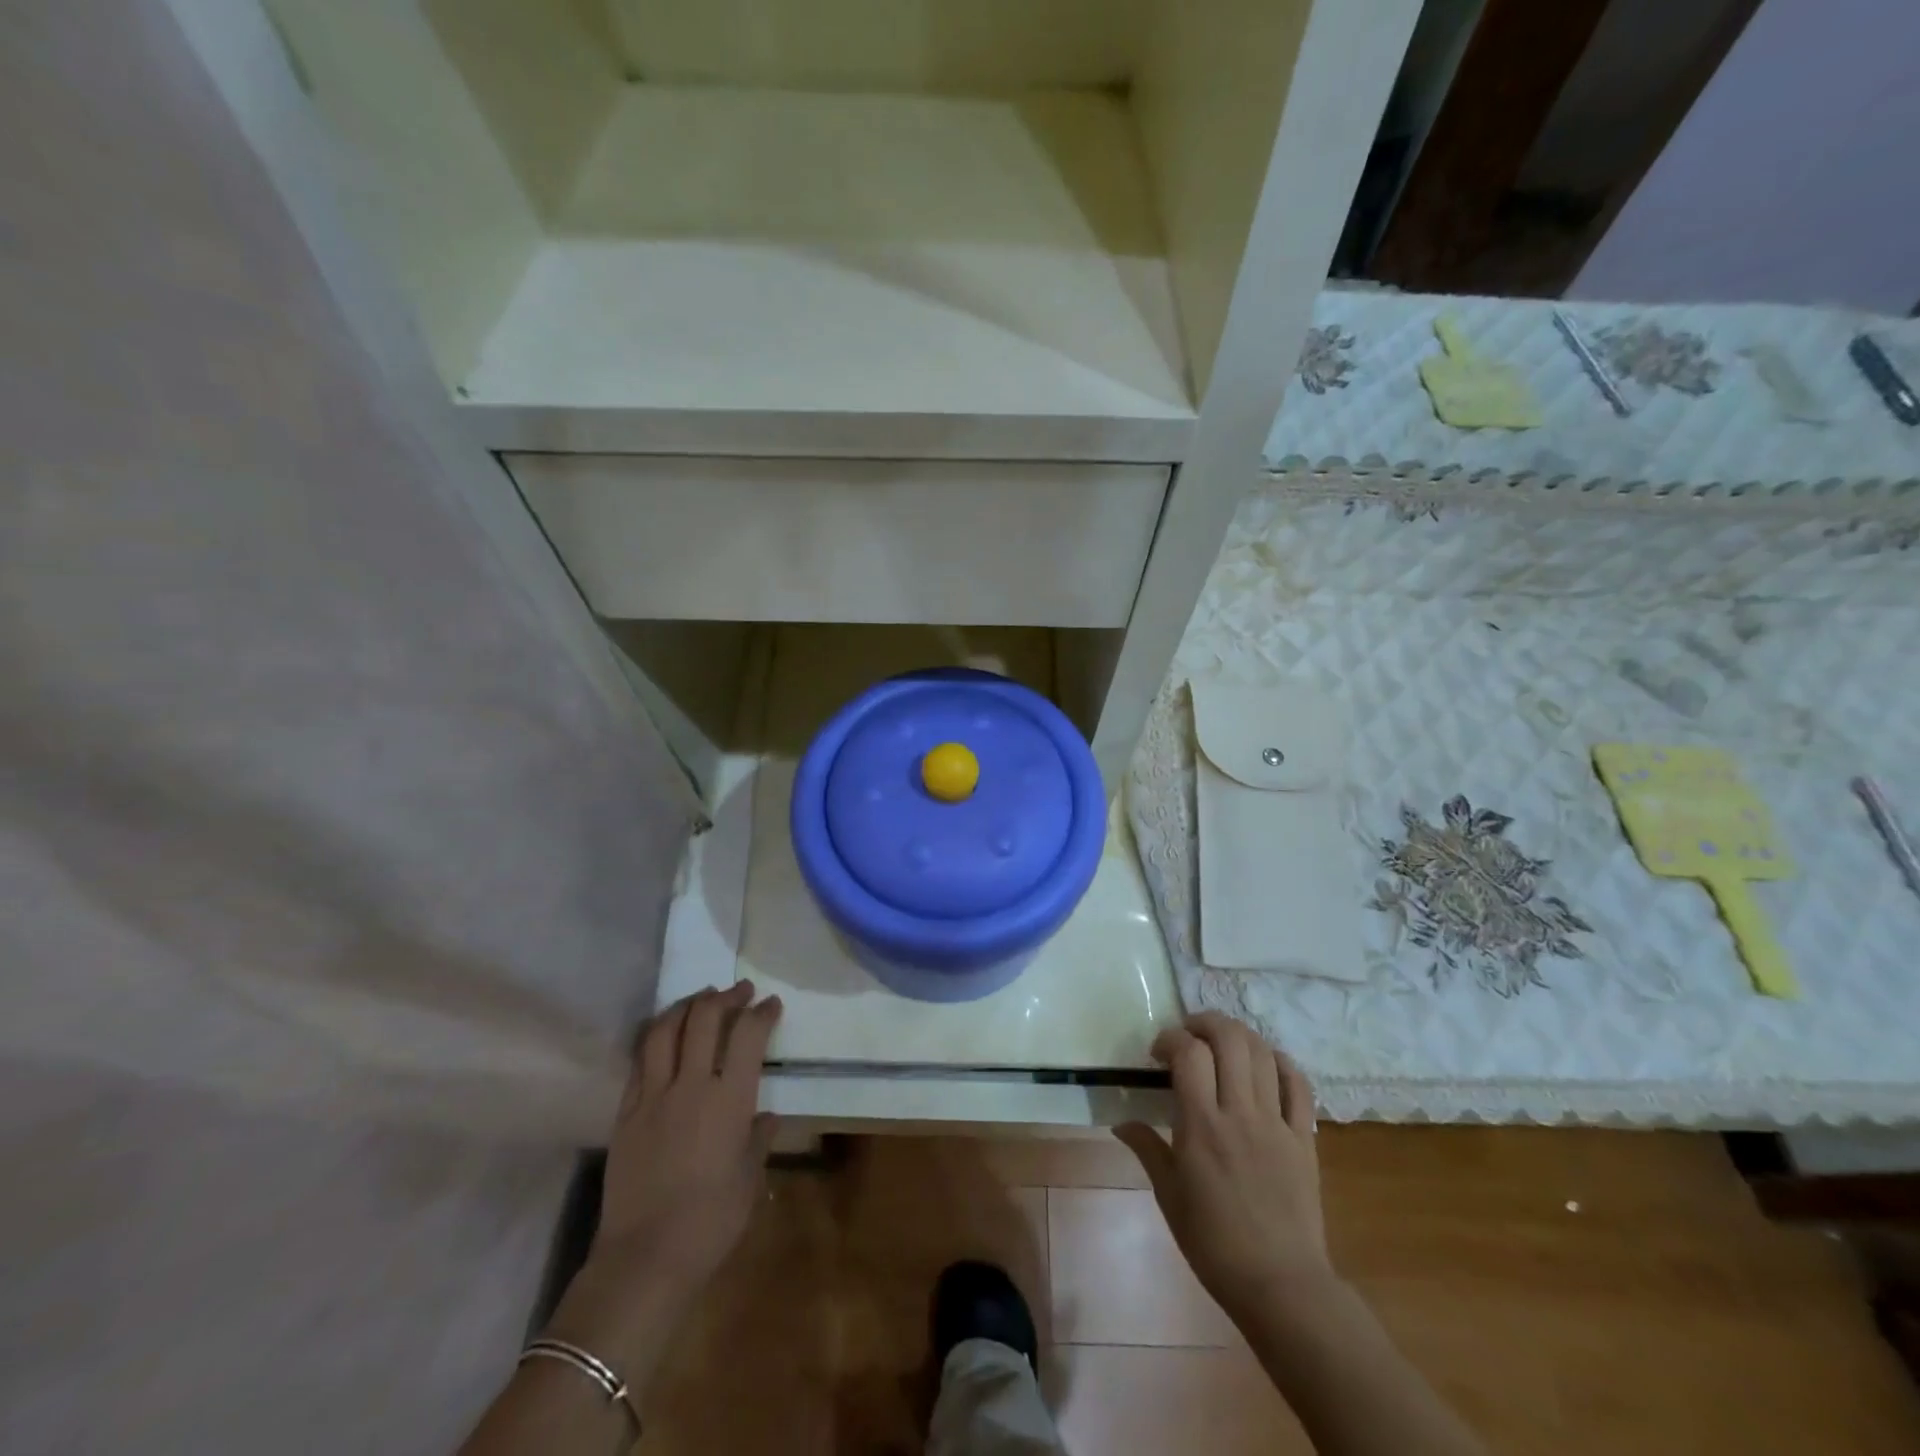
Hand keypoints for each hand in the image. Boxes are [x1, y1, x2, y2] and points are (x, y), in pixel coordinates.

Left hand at [546, 982, 781, 1379]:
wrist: (644, 1259)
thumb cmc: (712, 1222)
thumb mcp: (750, 1179)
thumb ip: (759, 1139)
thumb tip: (766, 1117)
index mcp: (729, 1099)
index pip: (748, 1035)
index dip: (762, 1012)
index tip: (771, 1004)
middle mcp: (691, 1085)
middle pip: (704, 1018)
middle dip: (726, 997)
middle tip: (739, 991)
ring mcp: (652, 1096)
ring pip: (665, 1030)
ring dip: (686, 1005)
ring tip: (701, 999)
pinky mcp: (625, 1112)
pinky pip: (640, 1061)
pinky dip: (656, 1038)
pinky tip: (665, 1036)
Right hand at [1115, 1012, 1333, 1325]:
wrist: (1281, 1285)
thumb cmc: (1215, 1244)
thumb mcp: (1169, 1197)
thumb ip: (1147, 1149)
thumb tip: (1121, 1122)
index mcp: (1202, 1127)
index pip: (1188, 1054)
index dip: (1171, 1039)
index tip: (1159, 1053)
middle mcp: (1240, 1113)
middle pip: (1229, 1040)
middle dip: (1206, 1022)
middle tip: (1190, 1033)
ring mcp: (1277, 1123)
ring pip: (1263, 1053)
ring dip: (1240, 1035)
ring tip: (1222, 1042)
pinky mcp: (1305, 1138)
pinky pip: (1299, 1085)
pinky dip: (1282, 1062)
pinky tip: (1266, 1063)